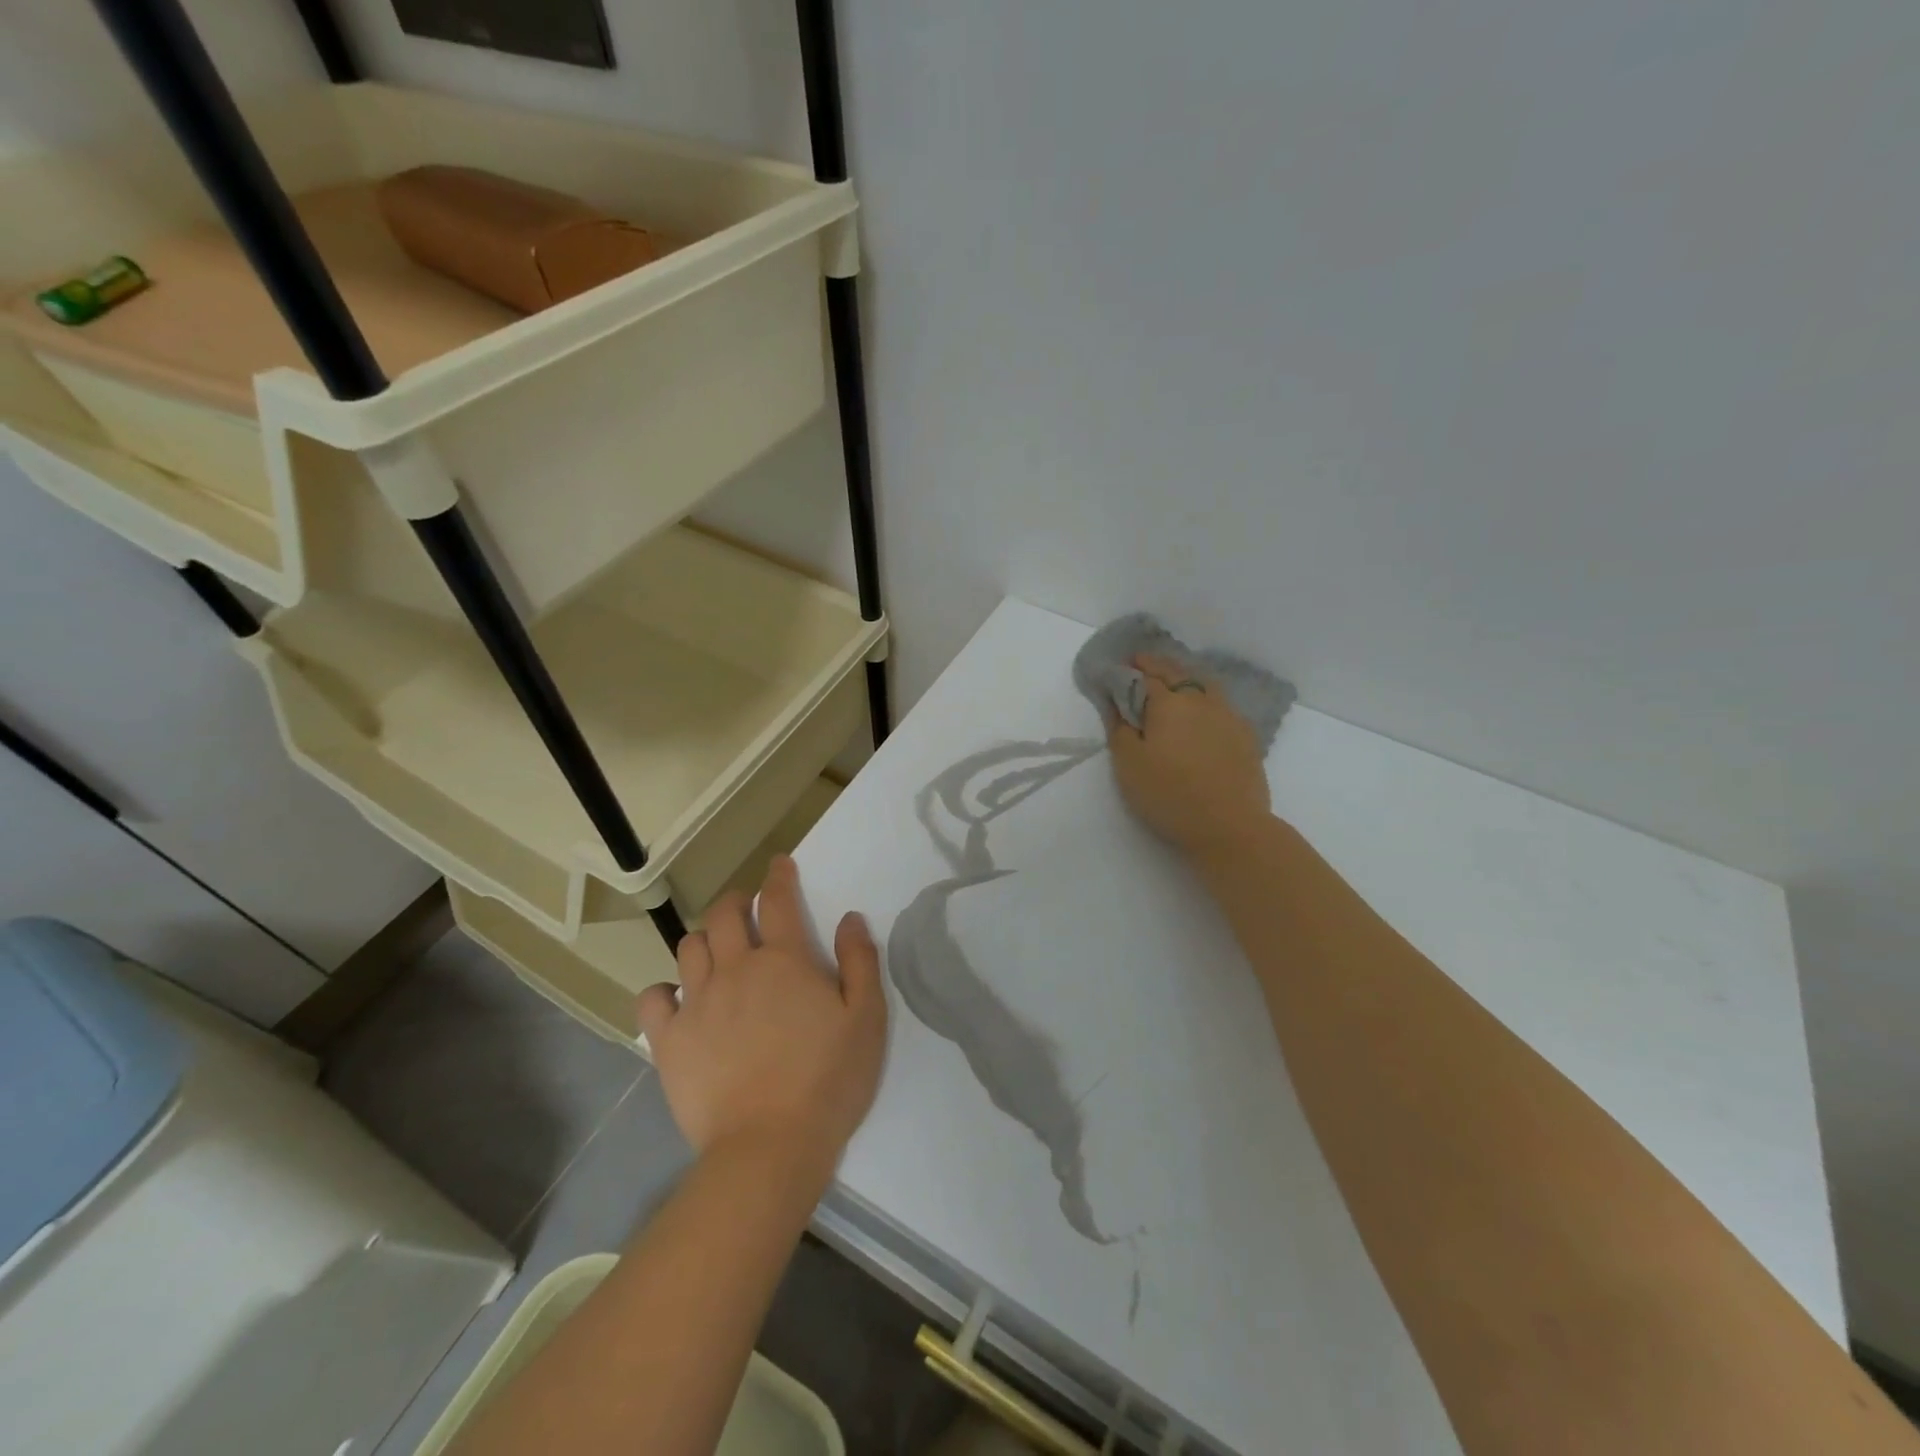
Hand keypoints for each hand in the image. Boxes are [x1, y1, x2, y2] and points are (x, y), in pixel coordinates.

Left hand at [637, 856, 885, 1185]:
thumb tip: (849, 918)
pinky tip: (677, 1000)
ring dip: (703, 940)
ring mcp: (697, 1003)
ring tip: (715, 953)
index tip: (778, 864)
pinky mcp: (669, 1041)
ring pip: (688, 949)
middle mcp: (735, 969)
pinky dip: (663, 992)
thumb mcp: (867, 1019)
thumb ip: (860, 962)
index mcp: (784, 960)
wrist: (769, 1147)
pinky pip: (653, 999)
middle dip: (735, 901)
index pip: (777, 900)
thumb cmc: (828, 1080)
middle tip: (746, 909)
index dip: (778, 876)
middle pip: (723, 915)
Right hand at [1109, 653, 1272, 860]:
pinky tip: (1202, 711)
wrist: (1230, 826)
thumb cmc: (1170, 794)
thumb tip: (1115, 701)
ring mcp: (1228, 715)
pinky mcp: (1246, 735)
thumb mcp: (1129, 765)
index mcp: (1169, 703)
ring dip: (1184, 677)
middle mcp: (1201, 700)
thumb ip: (1119, 728)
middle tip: (1141, 663)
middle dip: (1156, 665)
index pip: (1145, 676)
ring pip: (1204, 684)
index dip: (1129, 670)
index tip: (1118, 667)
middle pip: (1177, 672)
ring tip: (1173, 681)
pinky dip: (1205, 698)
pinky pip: (1221, 704)